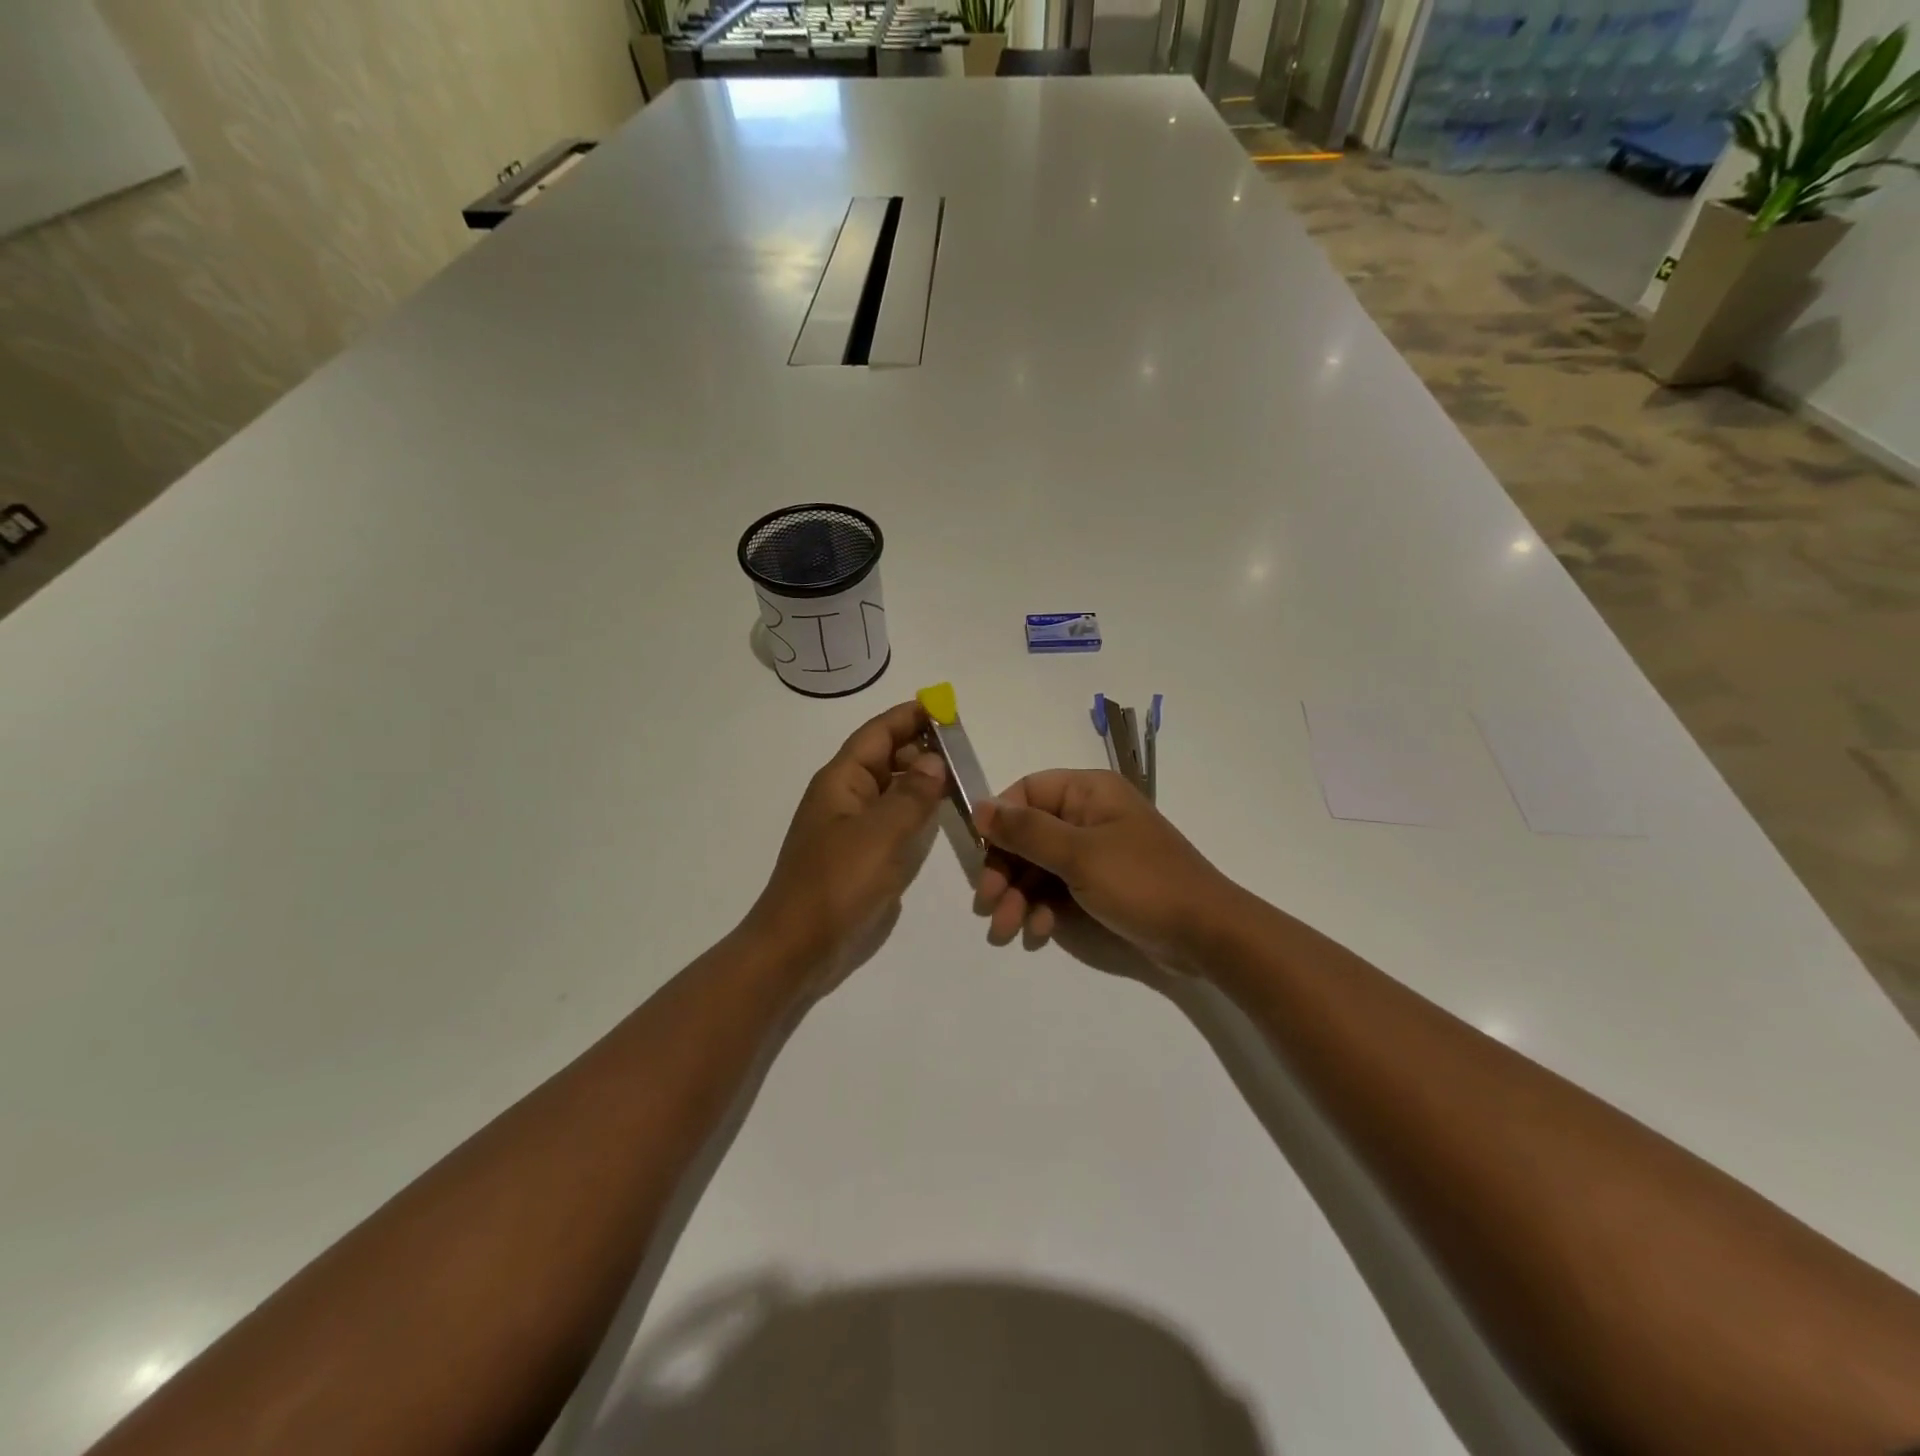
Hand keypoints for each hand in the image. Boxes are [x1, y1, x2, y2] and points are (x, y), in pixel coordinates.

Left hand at [745, 701, 947, 985]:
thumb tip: (935, 762)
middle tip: (964, 748)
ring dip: (921, 779)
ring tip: (960, 777)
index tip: (945, 706)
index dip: (909, 716)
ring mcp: (852, 828)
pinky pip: (893, 820)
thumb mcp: (880, 834)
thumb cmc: (836, 883)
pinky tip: (940, 816)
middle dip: (920, 747)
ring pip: (891, 789)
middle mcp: (845, 796)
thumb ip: (912, 795)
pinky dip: (916, 811)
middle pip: (886, 758)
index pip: (878, 733)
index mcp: (841, 780)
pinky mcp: (861, 856)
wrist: (798, 947)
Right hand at [974, 770, 1237, 970]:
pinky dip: (1044, 908)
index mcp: (1088, 791)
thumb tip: (979, 806)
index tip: (982, 857)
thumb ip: (1026, 831)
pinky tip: (1039, 933)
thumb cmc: (1141, 882)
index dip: (1000, 823)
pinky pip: (1059, 888)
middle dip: (1006, 871)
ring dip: (1019, 896)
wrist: (1205, 934)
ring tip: (1007, 930)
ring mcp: (1096, 851)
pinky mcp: (1101, 884)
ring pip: (1040, 865)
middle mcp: (1090, 814)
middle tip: (988, 904)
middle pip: (1029, 833)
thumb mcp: (1079, 855)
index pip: (1026, 792)